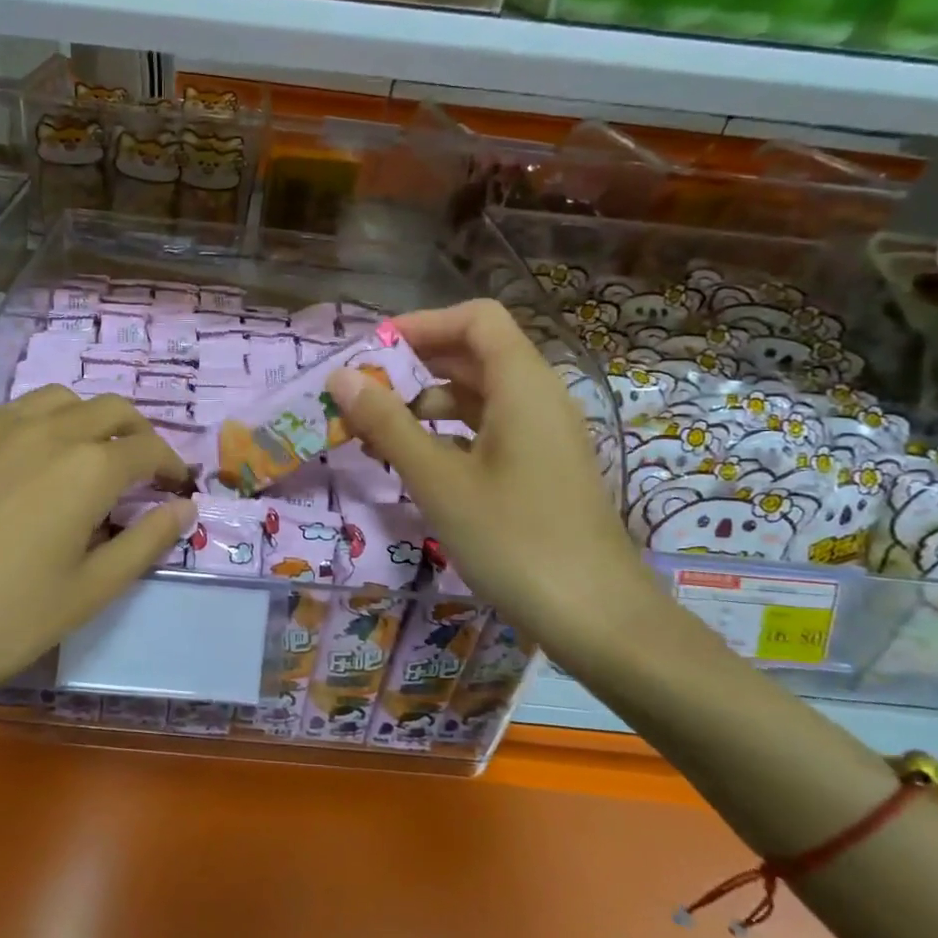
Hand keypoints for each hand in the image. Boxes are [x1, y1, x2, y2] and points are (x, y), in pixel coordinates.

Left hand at [0, 390, 192, 758]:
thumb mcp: (84, 595)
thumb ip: (143, 544)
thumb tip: (182, 508)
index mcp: (87, 467)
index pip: (148, 449)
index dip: (171, 465)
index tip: (175, 486)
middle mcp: (41, 429)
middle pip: (108, 408)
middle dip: (134, 432)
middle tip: (136, 467)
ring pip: (51, 401)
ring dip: (81, 421)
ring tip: (76, 459)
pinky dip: (24, 435)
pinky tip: (4, 477)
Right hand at [325, 299, 665, 662]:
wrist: (596, 617)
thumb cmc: (513, 539)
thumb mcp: (438, 480)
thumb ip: (387, 423)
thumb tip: (340, 377)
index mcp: (522, 385)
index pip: (475, 319)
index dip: (423, 324)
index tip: (372, 352)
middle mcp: (538, 397)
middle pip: (474, 354)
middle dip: (414, 365)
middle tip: (361, 393)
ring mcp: (543, 435)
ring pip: (479, 395)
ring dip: (425, 403)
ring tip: (375, 433)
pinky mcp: (541, 468)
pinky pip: (489, 429)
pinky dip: (448, 433)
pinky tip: (414, 463)